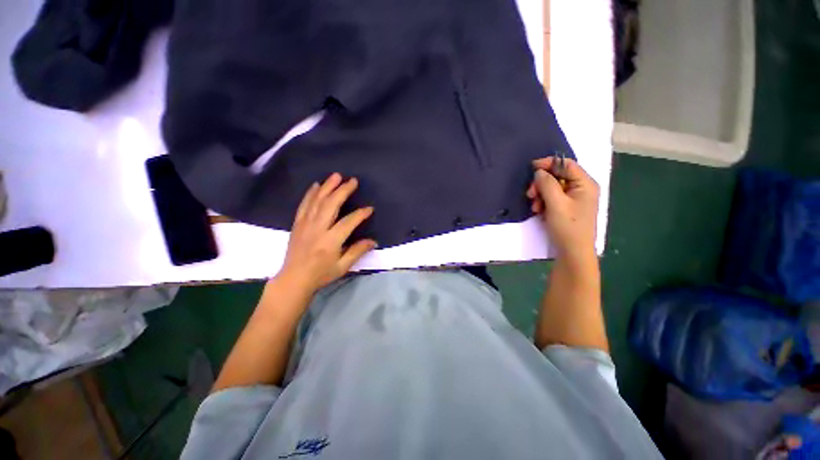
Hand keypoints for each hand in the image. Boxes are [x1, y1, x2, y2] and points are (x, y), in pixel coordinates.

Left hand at [277, 173, 376, 292]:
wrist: (294, 279)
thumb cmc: (321, 274)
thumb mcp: (343, 266)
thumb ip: (357, 251)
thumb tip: (373, 241)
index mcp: (330, 241)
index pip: (348, 222)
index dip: (360, 214)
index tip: (369, 208)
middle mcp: (317, 229)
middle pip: (331, 205)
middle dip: (342, 191)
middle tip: (352, 181)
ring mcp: (305, 224)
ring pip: (317, 201)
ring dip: (327, 187)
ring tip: (336, 176)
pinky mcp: (297, 224)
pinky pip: (304, 205)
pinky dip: (310, 193)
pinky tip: (316, 185)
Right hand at [526, 157, 598, 258]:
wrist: (573, 252)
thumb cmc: (568, 227)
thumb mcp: (556, 203)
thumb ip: (547, 184)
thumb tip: (539, 172)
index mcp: (585, 184)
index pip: (566, 164)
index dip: (549, 163)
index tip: (531, 167)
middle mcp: (581, 189)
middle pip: (558, 176)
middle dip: (542, 183)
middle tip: (530, 194)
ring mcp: (574, 199)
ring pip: (553, 188)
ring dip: (540, 194)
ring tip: (535, 207)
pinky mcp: (567, 208)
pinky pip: (553, 198)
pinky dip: (544, 202)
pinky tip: (539, 211)